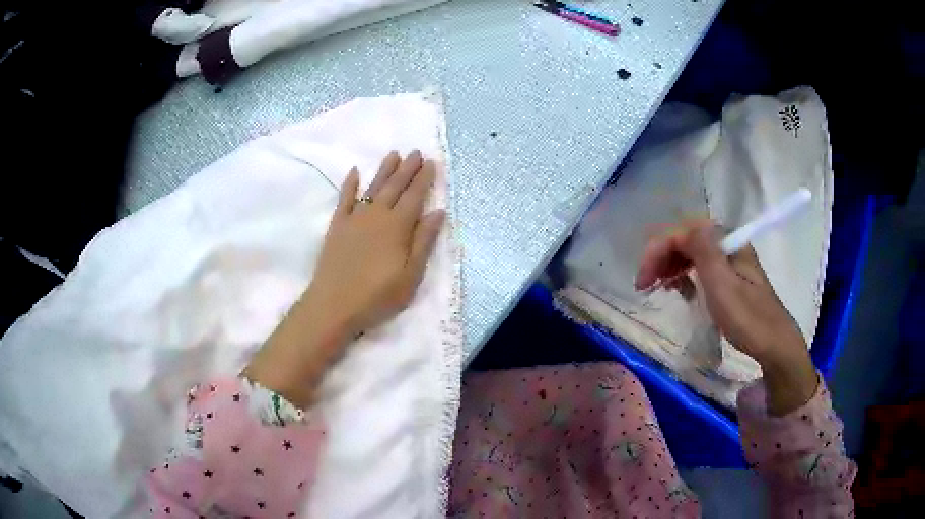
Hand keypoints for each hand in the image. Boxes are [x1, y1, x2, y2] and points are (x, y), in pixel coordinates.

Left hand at [243, 151, 444, 406]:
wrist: (333, 305)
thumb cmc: (377, 296)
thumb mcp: (410, 275)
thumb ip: (424, 241)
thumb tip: (438, 211)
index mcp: (398, 227)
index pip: (414, 196)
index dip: (424, 179)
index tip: (431, 163)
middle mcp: (377, 215)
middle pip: (395, 186)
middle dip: (407, 169)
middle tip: (416, 152)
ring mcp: (354, 218)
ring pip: (373, 187)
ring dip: (384, 170)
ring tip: (394, 155)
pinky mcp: (337, 225)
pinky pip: (344, 199)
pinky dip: (350, 184)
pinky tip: (355, 172)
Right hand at [634, 219, 817, 414]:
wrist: (774, 345)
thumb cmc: (747, 318)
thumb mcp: (723, 285)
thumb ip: (703, 250)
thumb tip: (685, 225)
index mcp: (726, 241)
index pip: (683, 232)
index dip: (658, 250)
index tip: (642, 280)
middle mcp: (727, 244)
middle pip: (686, 239)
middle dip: (661, 257)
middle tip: (644, 285)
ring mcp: (728, 261)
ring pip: (691, 252)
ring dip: (670, 265)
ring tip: (656, 287)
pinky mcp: (729, 278)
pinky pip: (699, 267)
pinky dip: (684, 274)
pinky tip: (678, 288)